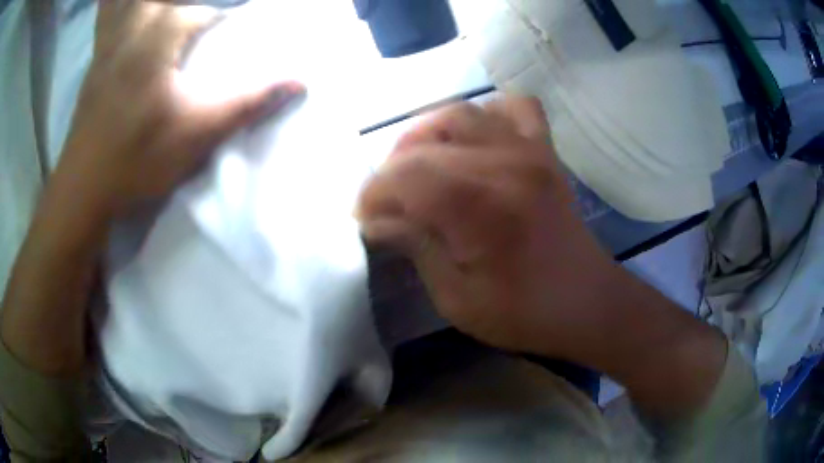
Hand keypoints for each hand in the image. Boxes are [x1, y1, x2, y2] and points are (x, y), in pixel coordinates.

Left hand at [54, 0, 302, 219]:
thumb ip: (248, 102)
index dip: (221, 26)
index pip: (204, 14)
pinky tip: (122, 15)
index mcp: (161, 32)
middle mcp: (134, 26)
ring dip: (135, 5)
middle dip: (185, 11)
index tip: (227, 41)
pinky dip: (112, 10)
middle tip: (194, 33)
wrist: (83, 191)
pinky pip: (105, 20)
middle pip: (164, 1)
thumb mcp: (198, 133)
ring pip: (122, 4)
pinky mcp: (95, 63)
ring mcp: (109, 43)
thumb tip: (300, 81)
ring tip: (164, 41)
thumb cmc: (137, 158)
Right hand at [357, 97, 622, 361]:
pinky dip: (485, 115)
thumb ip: (416, 247)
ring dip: (427, 135)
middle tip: (387, 201)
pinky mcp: (545, 150)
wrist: (587, 302)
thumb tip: (376, 220)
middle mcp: (504, 164)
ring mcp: (529, 150)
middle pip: (426, 141)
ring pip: (461, 113)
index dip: (372, 194)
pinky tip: (475, 141)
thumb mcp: (457, 298)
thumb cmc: (524, 313)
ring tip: (420, 167)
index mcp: (480, 207)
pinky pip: (513, 107)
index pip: (404, 176)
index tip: (363, 218)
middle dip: (391, 169)